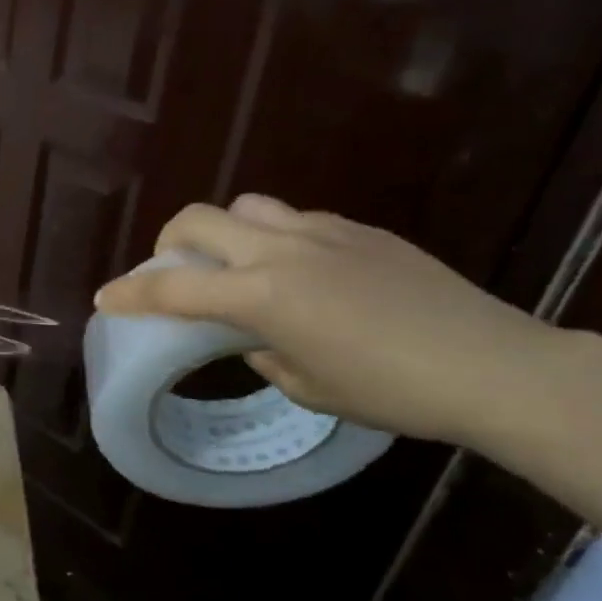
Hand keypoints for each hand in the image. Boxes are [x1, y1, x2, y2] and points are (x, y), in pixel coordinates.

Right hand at [93, 196, 567, 446]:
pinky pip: (299, 221)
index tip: (105, 298)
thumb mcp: (310, 388)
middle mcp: (282, 252)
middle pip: (199, 218)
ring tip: (242, 266)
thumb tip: (254, 336)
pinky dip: (279, 239)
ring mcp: (324, 233)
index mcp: (261, 296)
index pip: (174, 290)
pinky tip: (307, 273)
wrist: (496, 367)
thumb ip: (264, 352)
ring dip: (227, 231)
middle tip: (176, 270)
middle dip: (171, 242)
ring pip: (249, 208)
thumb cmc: (393, 392)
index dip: (131, 295)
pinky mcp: (362, 231)